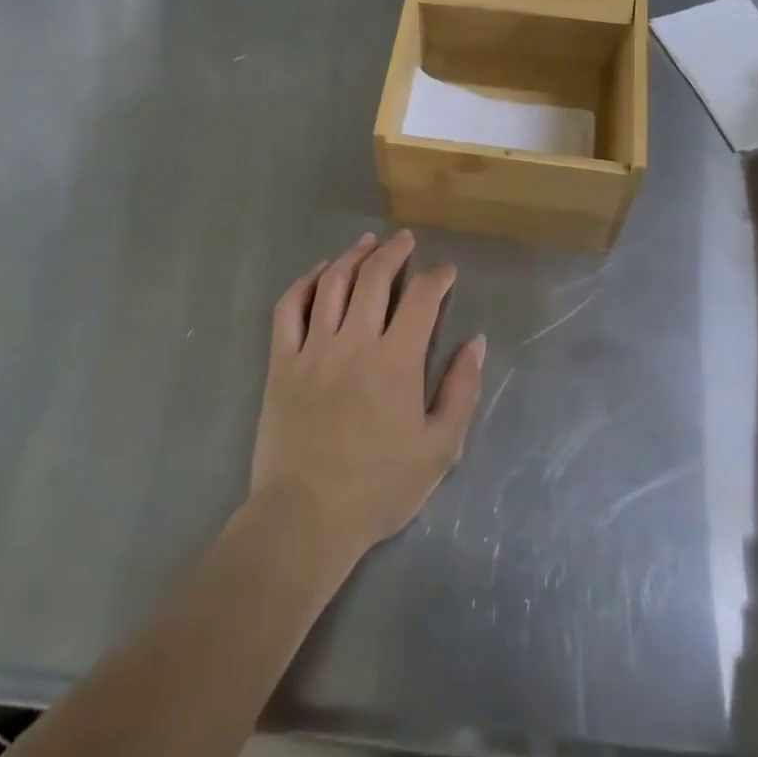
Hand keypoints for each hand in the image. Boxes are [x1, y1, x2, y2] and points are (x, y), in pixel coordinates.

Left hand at [250, 231, 484, 565]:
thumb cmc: (378, 487)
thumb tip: (476, 342)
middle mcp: (355, 341)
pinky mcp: (281, 360)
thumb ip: (461, 390)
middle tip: (405, 240)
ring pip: (333, 283)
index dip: (437, 277)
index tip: (446, 272)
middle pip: (375, 277)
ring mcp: (313, 348)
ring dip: (352, 256)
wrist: (307, 516)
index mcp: (397, 361)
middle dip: (394, 252)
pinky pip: (289, 308)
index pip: (421, 298)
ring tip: (367, 243)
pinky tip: (319, 273)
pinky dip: (305, 282)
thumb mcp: (439, 448)